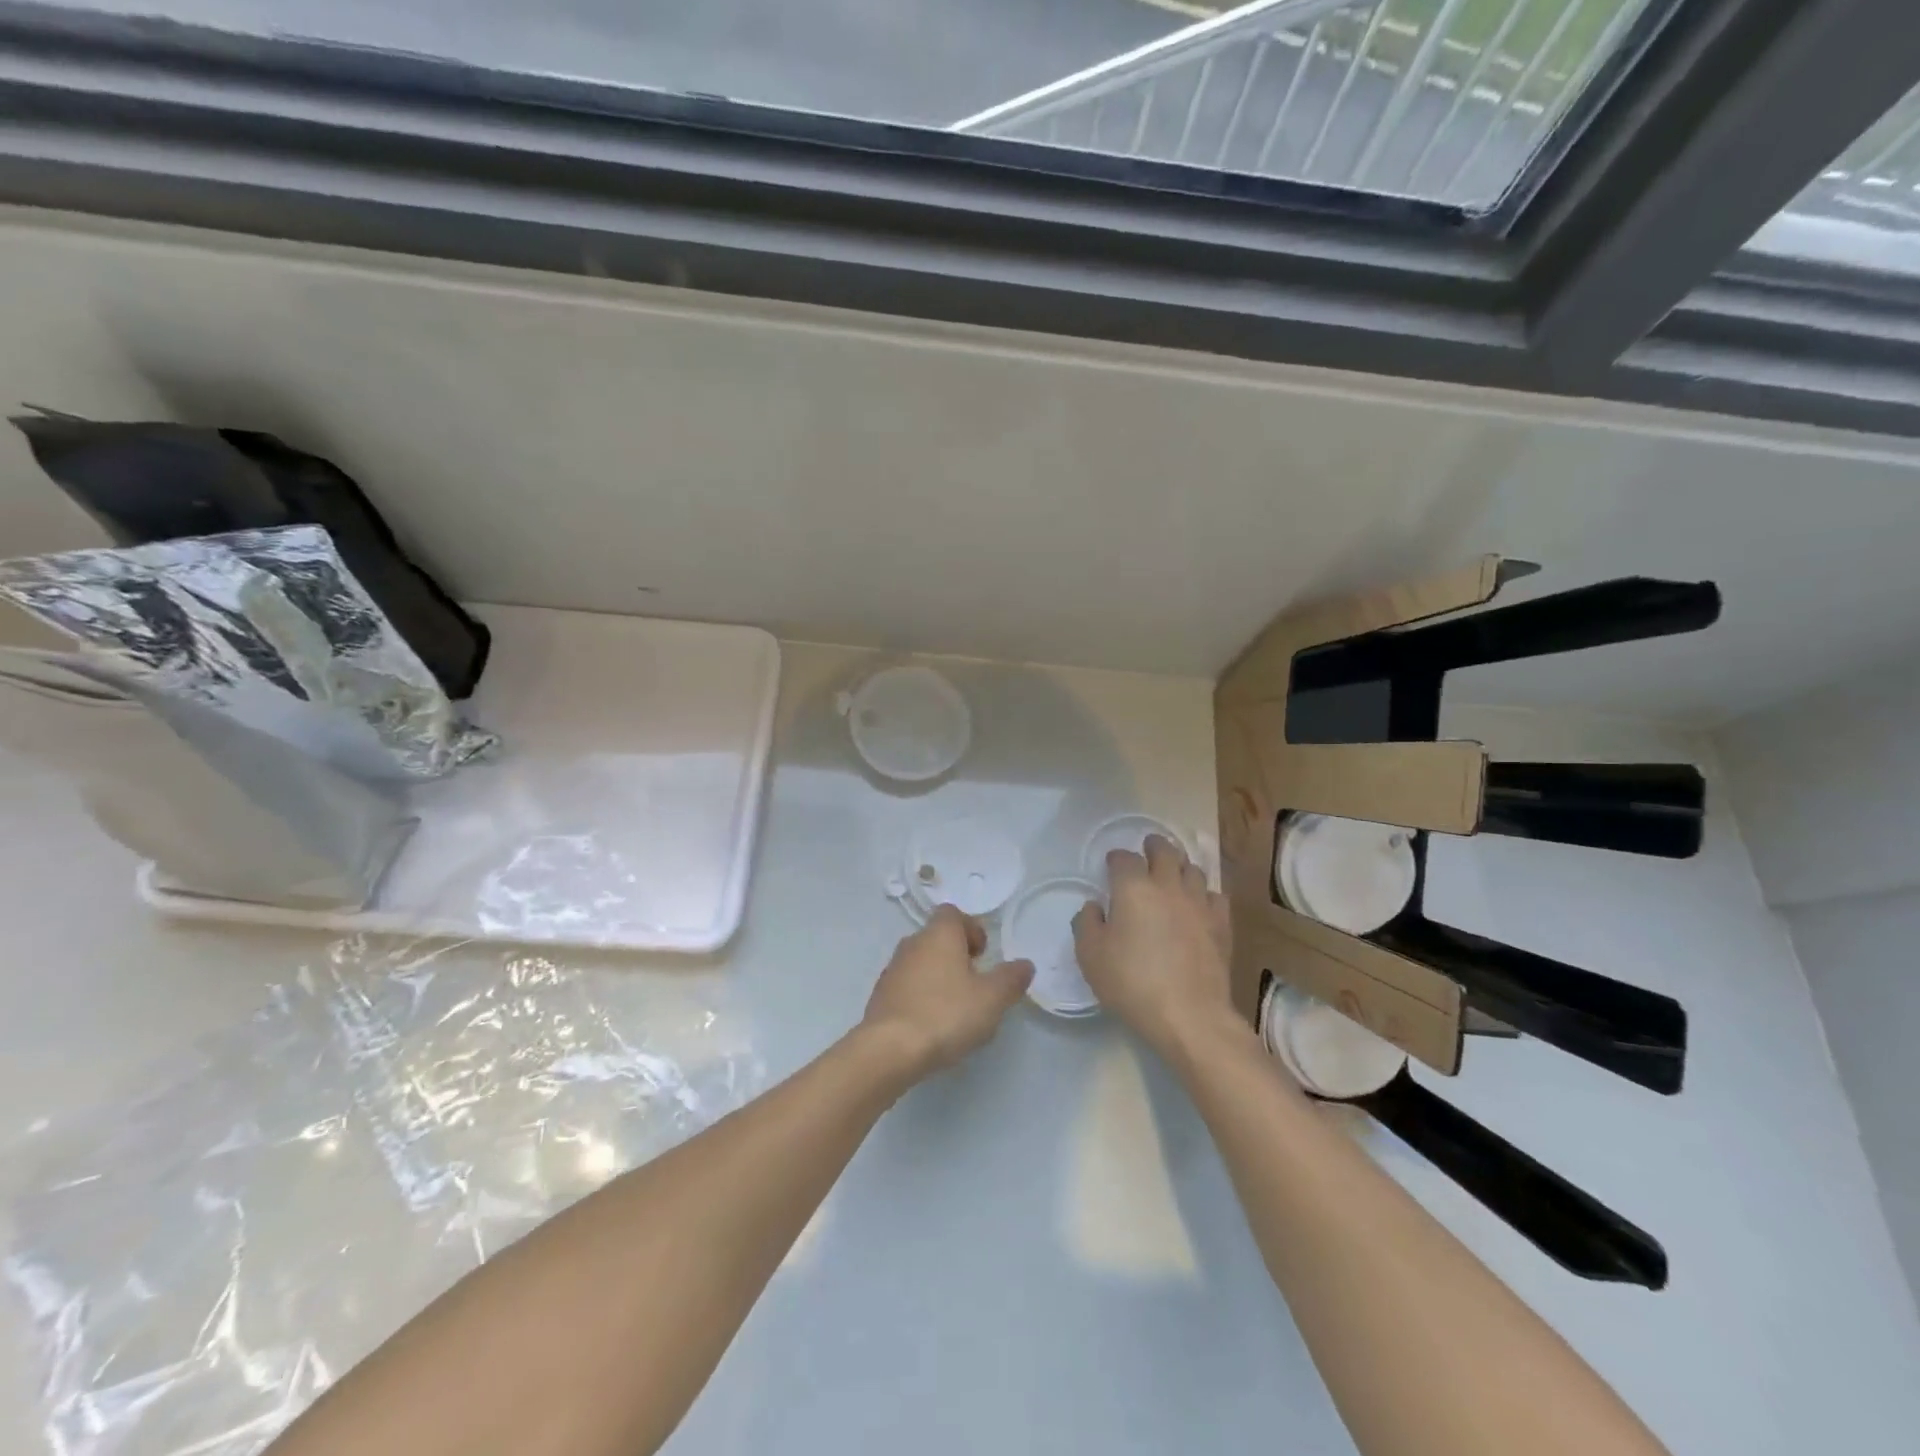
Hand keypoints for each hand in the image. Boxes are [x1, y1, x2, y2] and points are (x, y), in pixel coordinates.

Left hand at [862, 906, 1033, 1079]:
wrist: (889, 1049)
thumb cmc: (946, 1014)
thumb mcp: (992, 998)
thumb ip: (1011, 979)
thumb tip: (1025, 964)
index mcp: (939, 934)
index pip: (953, 914)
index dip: (971, 929)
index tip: (983, 955)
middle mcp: (912, 943)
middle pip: (937, 938)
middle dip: (957, 955)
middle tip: (975, 983)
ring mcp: (892, 969)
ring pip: (921, 962)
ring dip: (939, 977)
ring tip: (956, 1008)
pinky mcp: (880, 996)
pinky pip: (907, 986)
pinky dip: (922, 996)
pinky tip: (933, 1024)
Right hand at [1073, 835, 1232, 1059]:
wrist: (1189, 1014)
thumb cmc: (1132, 983)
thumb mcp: (1090, 956)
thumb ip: (1087, 923)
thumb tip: (1095, 906)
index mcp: (1133, 888)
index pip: (1124, 858)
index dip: (1116, 858)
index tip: (1111, 866)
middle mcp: (1168, 886)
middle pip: (1165, 851)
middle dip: (1154, 846)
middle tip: (1148, 848)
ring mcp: (1199, 903)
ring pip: (1193, 869)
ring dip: (1180, 866)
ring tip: (1173, 874)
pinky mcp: (1221, 925)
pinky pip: (1215, 895)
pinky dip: (1204, 894)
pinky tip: (1198, 905)